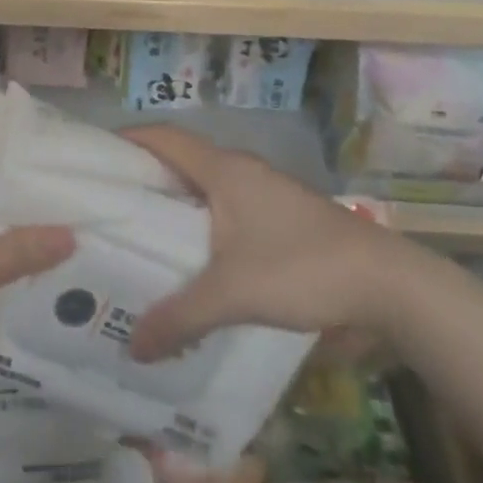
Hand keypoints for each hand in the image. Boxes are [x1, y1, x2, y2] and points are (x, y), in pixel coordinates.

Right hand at [122, 126, 417, 361]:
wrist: (388, 285)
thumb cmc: (302, 267)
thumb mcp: (233, 294)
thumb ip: (180, 317)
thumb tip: (133, 346)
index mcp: (223, 169)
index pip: (163, 137)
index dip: (128, 140)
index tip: (94, 159)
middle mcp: (241, 170)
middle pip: (180, 161)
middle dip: (144, 179)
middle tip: (108, 209)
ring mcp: (264, 191)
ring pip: (206, 187)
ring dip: (176, 205)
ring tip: (143, 238)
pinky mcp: (281, 215)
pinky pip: (227, 207)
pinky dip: (203, 223)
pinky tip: (195, 260)